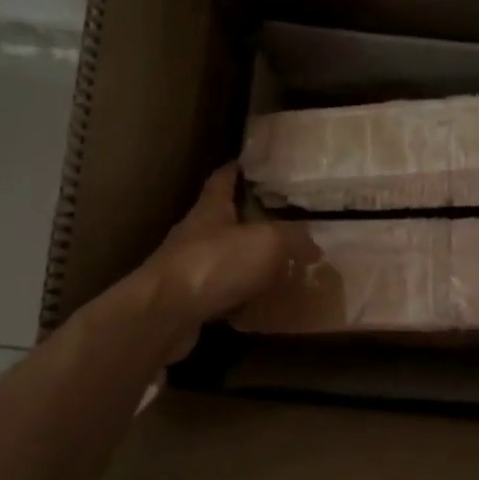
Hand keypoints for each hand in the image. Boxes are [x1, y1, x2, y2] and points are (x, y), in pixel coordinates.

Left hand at [138, 165, 317, 361]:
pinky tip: (262, 305)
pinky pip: (222, 293)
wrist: (164, 315)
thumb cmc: (214, 264)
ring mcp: (189, 268)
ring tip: (280, 266)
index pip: (223, 178)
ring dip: (248, 261)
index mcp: (211, 208)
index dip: (237, 169)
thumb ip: (294, 239)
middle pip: (225, 219)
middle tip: (284, 222)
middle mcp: (197, 234)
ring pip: (225, 258)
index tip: (252, 164)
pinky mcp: (188, 301)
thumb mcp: (267, 242)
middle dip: (251, 219)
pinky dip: (241, 297)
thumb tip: (314, 247)